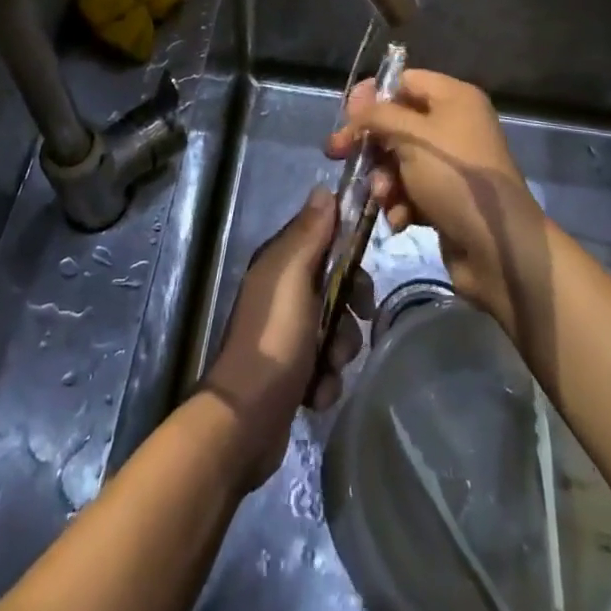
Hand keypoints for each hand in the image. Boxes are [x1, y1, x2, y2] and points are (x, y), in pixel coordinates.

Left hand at [200, 187, 370, 489]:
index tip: (364, 269)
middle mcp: (282, 293)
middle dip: (350, 307)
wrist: (246, 422)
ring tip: (328, 366)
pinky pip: (326, 364)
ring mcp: (287, 334)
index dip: (348, 251)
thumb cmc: (274, 340)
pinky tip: (316, 391)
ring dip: (340, 349)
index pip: (324, 239)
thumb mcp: (292, 277)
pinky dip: (326, 378)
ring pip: (336, 327)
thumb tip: (324, 189)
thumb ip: (309, 234)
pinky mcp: (294, 371)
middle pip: (336, 285)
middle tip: (358, 319)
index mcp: (280, 264)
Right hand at [327, 69, 544, 338]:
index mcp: (454, 98)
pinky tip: (400, 220)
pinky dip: (401, 203)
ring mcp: (452, 165)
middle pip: (398, 123)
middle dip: (373, 145)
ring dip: (385, 180)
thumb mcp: (412, 137)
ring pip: (400, 161)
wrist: (499, 249)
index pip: (404, 81)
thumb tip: (357, 103)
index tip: (346, 117)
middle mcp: (454, 125)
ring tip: (385, 198)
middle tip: (339, 155)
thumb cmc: (455, 179)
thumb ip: (378, 115)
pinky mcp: (447, 199)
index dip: (373, 96)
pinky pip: (412, 191)